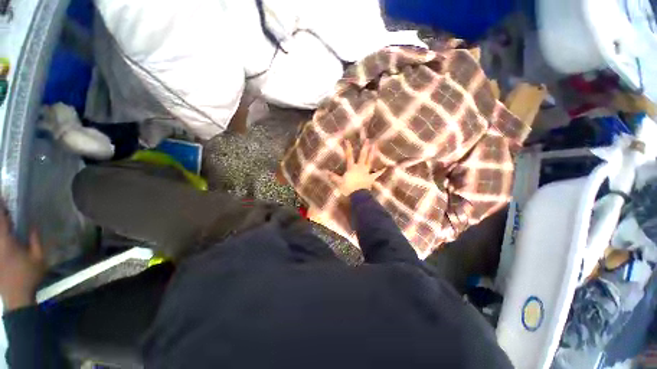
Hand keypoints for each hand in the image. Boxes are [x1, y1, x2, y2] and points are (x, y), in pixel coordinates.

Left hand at [0, 203, 44, 311]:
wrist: (17, 297)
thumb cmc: (29, 276)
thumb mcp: (39, 259)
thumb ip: (35, 241)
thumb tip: (32, 225)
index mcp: (6, 242)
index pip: (1, 219)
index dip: (0, 207)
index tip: (2, 195)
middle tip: (2, 205)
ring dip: (0, 225)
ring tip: (3, 220)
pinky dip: (1, 236)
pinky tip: (4, 234)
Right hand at [326, 140, 385, 195]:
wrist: (358, 195)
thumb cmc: (348, 188)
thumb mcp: (339, 182)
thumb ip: (333, 176)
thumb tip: (325, 172)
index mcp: (352, 167)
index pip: (349, 156)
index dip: (348, 148)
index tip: (347, 140)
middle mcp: (360, 167)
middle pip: (362, 156)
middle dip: (364, 148)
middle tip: (368, 140)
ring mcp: (366, 172)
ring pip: (370, 161)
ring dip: (372, 154)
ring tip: (375, 146)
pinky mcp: (371, 178)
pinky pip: (377, 174)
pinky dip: (381, 171)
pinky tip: (386, 167)